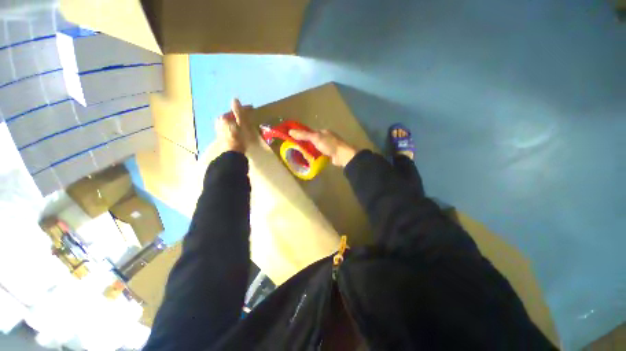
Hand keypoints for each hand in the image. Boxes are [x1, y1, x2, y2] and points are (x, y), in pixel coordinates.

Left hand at [215, 99, 252, 153]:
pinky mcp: (223, 138)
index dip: (243, 109)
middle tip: (248, 116)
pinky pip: (230, 129)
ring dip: (237, 122)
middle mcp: (219, 123)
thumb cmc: (238, 138)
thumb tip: (235, 99)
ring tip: (245, 124)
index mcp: (223, 118)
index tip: (252, 108)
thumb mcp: (241, 124)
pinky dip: (235, 128)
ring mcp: (220, 131)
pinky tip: (240, 131)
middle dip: (239, 116)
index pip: (234, 111)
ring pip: (230, 123)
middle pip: (231, 117)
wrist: (232, 152)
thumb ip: (238, 112)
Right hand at [288, 129, 357, 166]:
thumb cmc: (329, 144)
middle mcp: (326, 138)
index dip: (302, 135)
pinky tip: (309, 159)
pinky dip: (315, 156)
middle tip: (297, 149)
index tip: (294, 140)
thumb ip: (304, 135)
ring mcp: (328, 146)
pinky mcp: (329, 154)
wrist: (342, 155)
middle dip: (306, 144)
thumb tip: (290, 131)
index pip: (310, 132)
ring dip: (310, 151)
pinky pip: (319, 154)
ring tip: (301, 155)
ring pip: (316, 148)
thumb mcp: (315, 138)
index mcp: (323, 132)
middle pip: (313, 140)